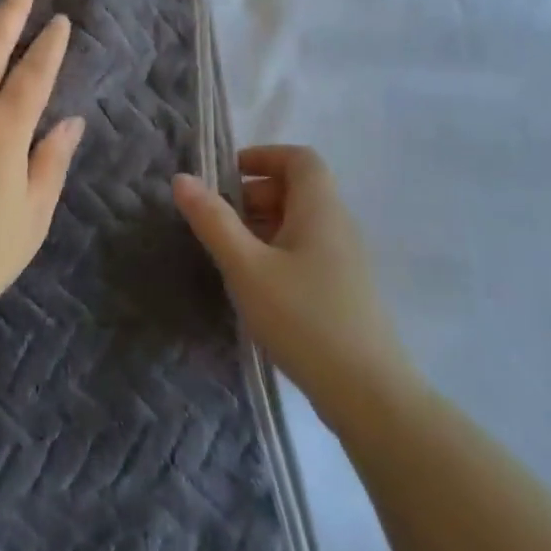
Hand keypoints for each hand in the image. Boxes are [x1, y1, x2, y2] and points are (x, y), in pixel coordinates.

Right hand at [173, 146, 410, 407]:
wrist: (368, 394)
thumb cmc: (303, 318)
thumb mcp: (246, 267)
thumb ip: (213, 220)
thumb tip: (182, 178)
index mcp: (320, 208)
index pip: (299, 158)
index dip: (262, 156)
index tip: (225, 176)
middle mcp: (338, 225)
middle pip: (297, 188)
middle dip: (254, 194)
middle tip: (218, 220)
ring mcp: (346, 259)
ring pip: (301, 222)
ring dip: (263, 225)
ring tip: (229, 253)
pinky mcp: (345, 289)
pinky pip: (308, 250)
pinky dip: (278, 250)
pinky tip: (256, 284)